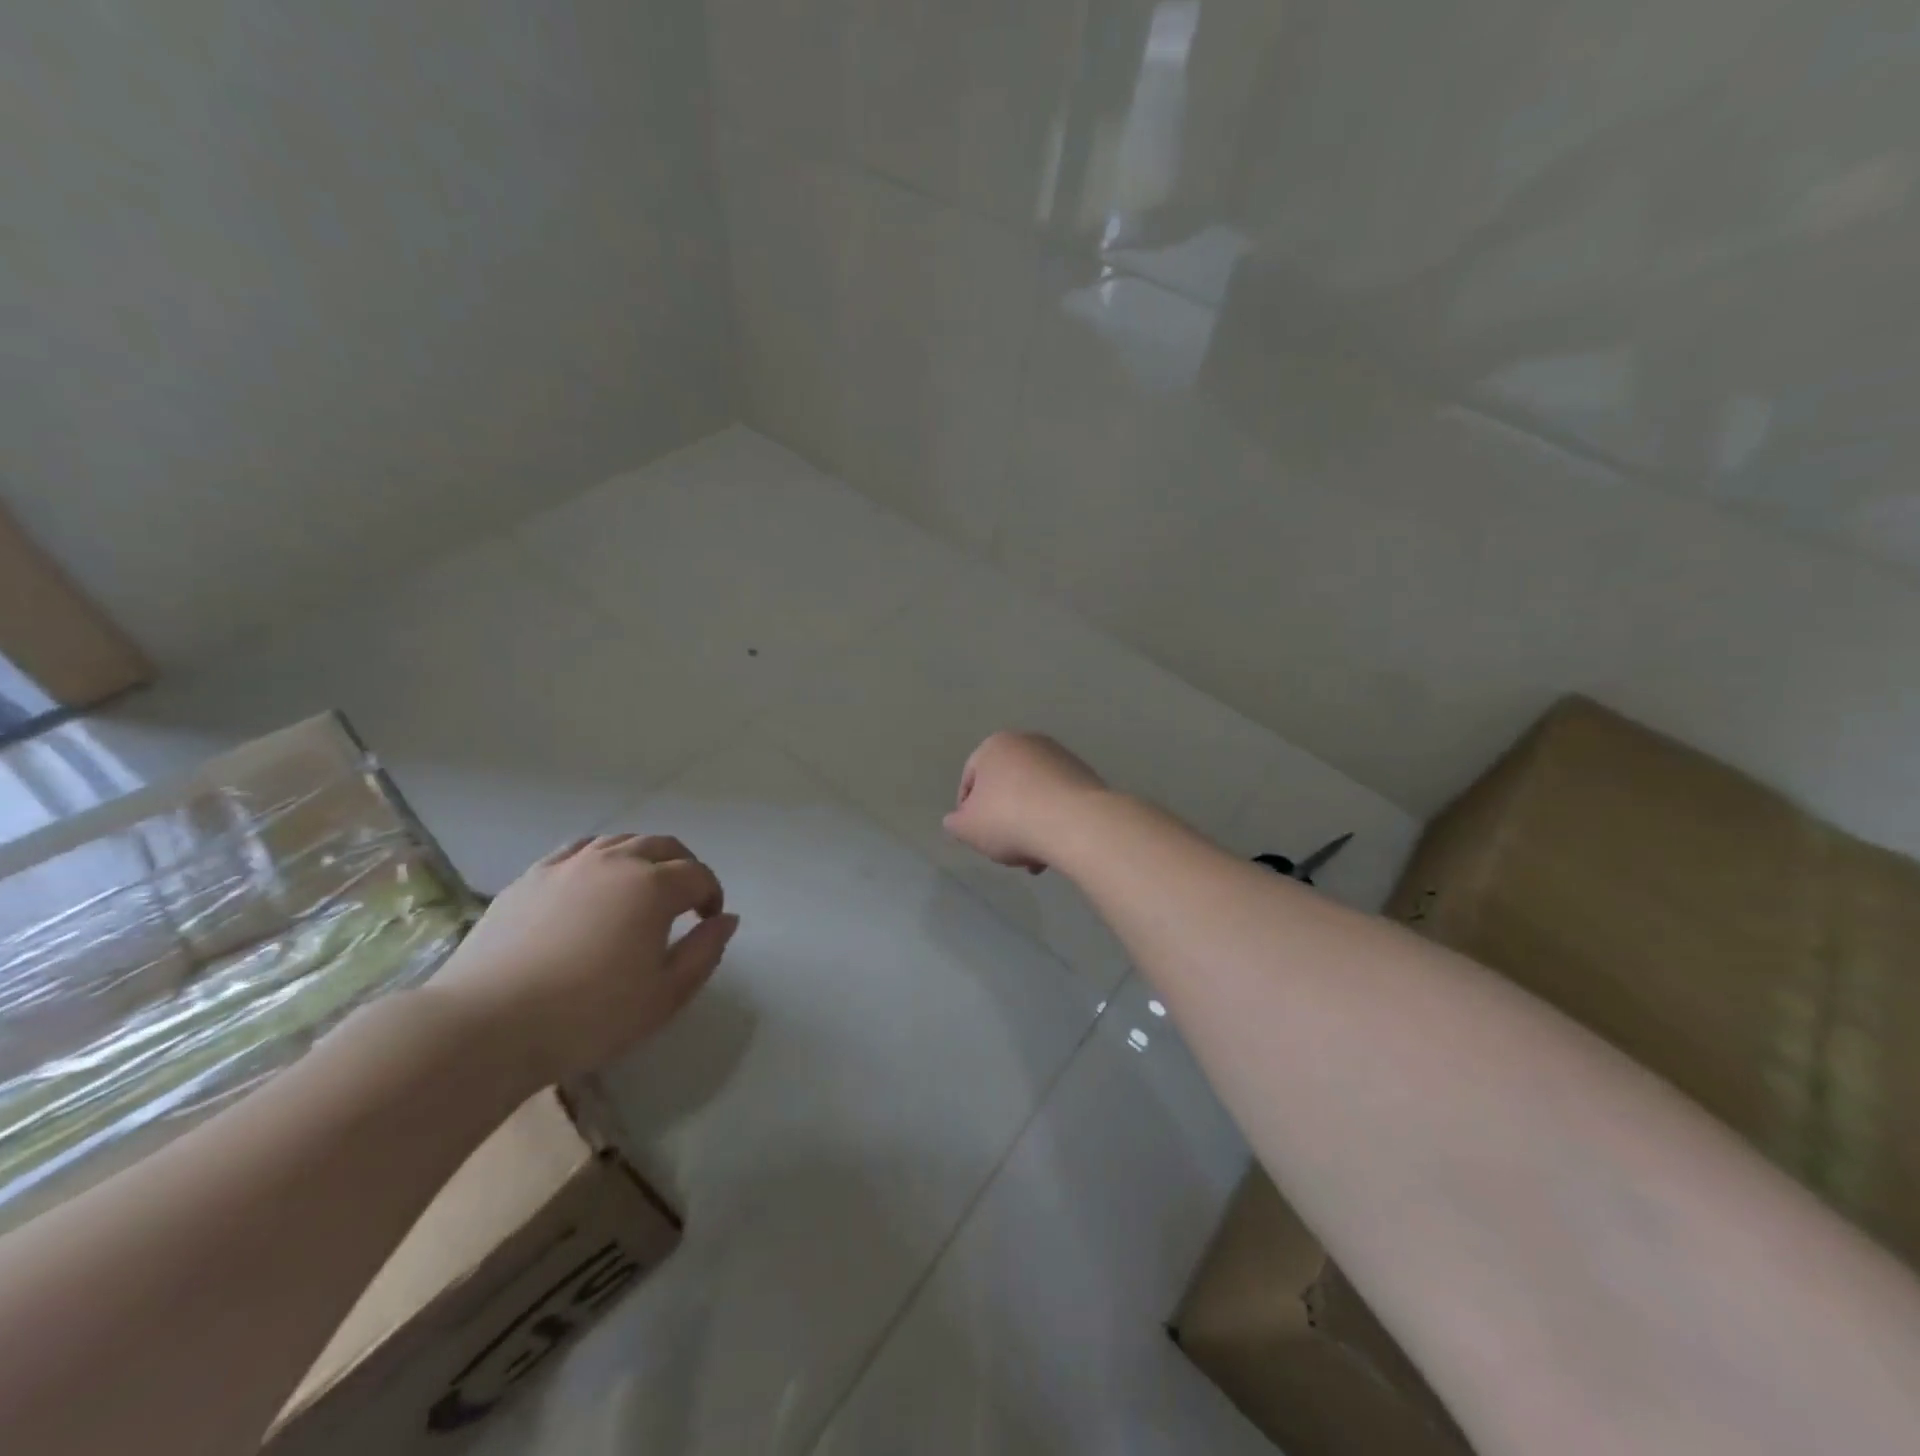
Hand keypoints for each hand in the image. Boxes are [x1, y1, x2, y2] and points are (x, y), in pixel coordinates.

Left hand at [427, 834, 737, 1088]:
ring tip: (641, 889)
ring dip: (643, 858)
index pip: (698, 875)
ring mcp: (568, 866)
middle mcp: (615, 862)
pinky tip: (593, 884)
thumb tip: (726, 919)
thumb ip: (705, 952)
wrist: (487, 1026)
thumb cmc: (590, 1015)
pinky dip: (599, 859)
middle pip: (662, 846)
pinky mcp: (530, 878)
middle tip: (685, 899)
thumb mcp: (666, 995)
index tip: (708, 921)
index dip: (712, 894)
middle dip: (684, 866)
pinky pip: (577, 851)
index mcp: (653, 887)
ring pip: (619, 842)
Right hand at [943, 732, 1106, 873]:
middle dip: (1003, 820)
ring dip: (1029, 825)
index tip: (976, 836)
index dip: (968, 811)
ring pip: (1034, 796)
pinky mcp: (1086, 775)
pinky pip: (1059, 801)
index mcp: (995, 745)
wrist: (1074, 823)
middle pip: (1006, 787)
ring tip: (1033, 857)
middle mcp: (1028, 742)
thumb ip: (956, 823)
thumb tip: (957, 820)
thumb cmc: (1009, 819)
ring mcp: (1061, 757)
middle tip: (1005, 849)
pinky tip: (1053, 848)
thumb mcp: (967, 828)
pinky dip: (1053, 821)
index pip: (970, 779)